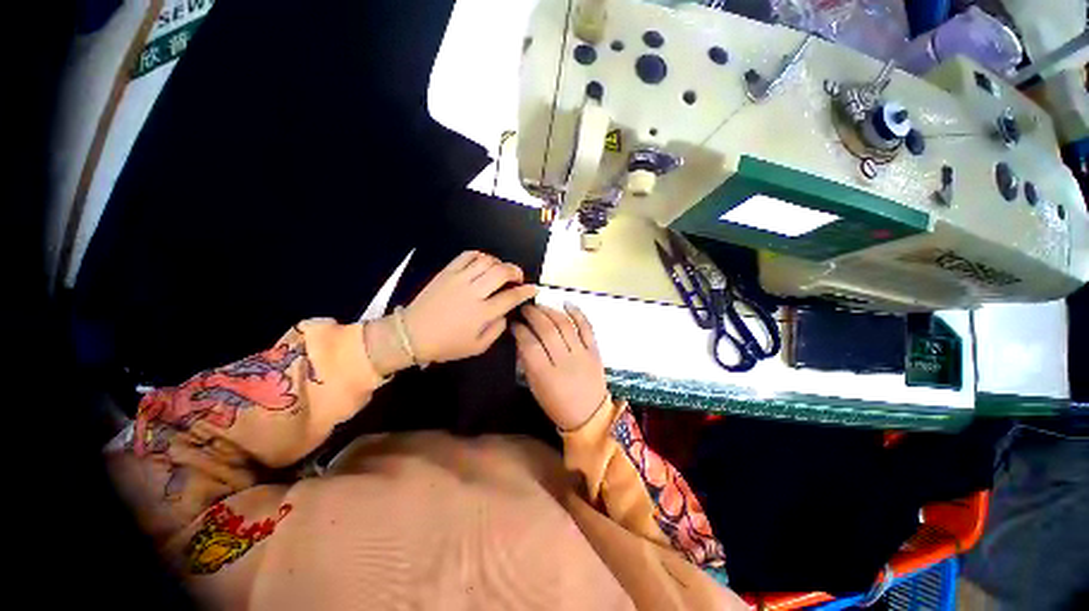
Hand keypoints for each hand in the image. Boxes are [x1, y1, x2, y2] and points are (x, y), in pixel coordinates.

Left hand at [403, 251, 537, 363]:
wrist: (411, 334)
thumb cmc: (447, 345)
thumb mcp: (477, 347)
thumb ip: (497, 330)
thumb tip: (505, 313)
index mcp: (482, 313)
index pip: (511, 296)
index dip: (526, 291)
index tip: (533, 289)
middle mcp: (473, 292)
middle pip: (501, 272)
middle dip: (516, 271)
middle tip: (518, 277)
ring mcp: (459, 279)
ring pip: (486, 261)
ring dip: (499, 263)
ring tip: (501, 271)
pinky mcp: (447, 272)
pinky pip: (467, 256)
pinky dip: (480, 256)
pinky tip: (483, 263)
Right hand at [512, 303, 607, 430]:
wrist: (589, 415)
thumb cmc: (557, 404)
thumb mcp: (536, 388)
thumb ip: (527, 363)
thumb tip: (521, 338)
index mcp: (546, 375)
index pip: (529, 344)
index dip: (520, 329)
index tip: (514, 323)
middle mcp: (565, 361)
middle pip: (547, 330)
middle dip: (533, 314)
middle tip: (525, 308)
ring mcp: (582, 354)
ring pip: (565, 325)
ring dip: (550, 311)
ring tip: (540, 305)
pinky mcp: (595, 350)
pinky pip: (587, 327)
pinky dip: (577, 313)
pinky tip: (566, 303)